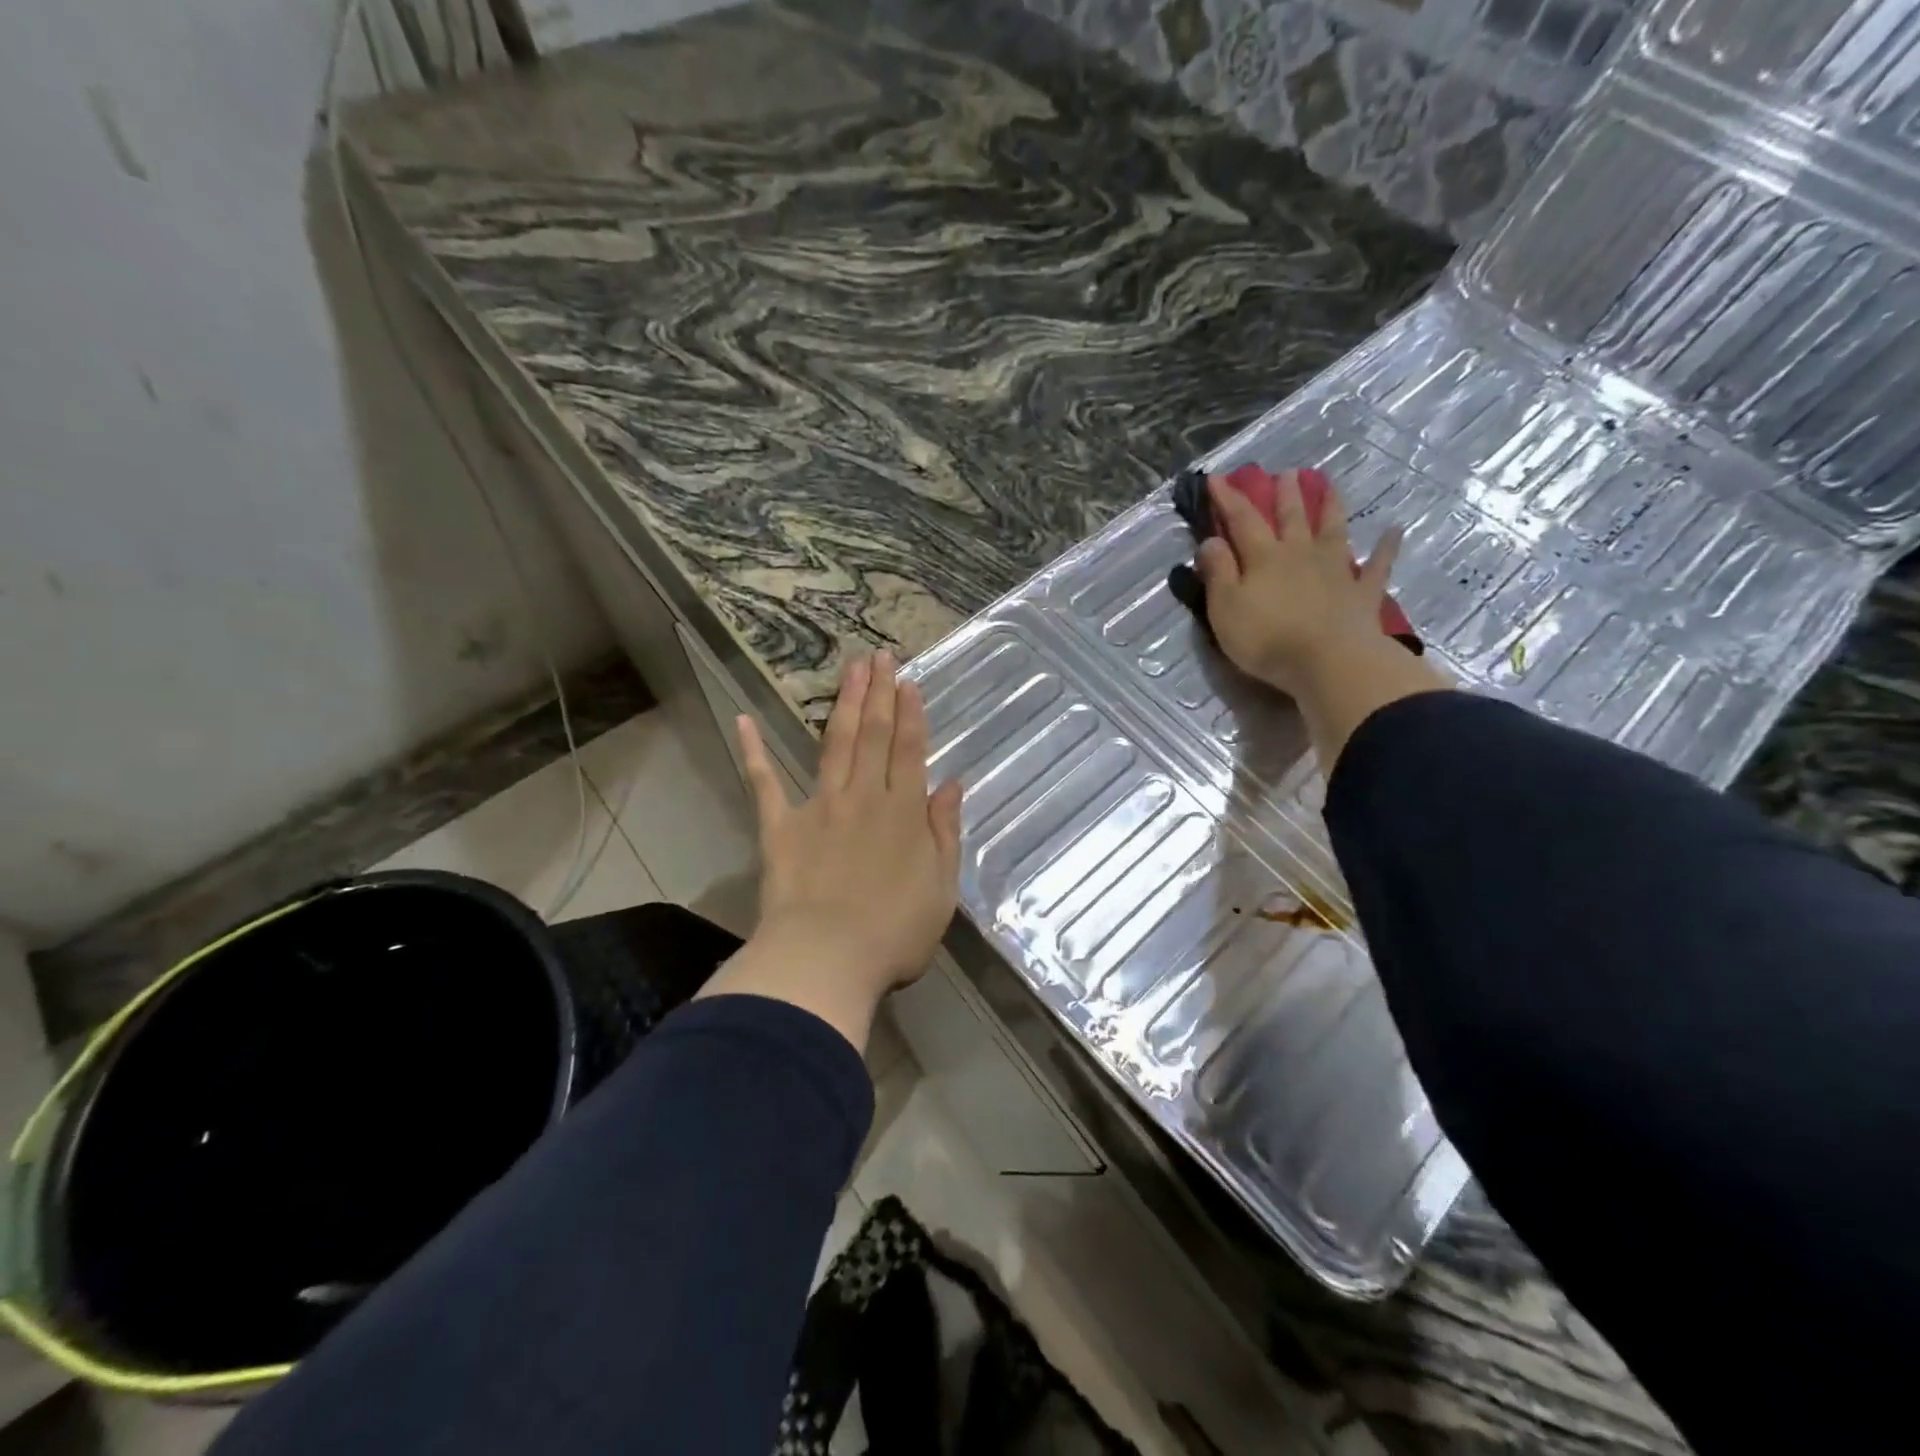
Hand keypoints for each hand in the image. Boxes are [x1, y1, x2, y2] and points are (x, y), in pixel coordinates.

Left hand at [696, 650, 963, 1050]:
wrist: (827, 959)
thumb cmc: (894, 934)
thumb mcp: (941, 888)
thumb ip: (945, 831)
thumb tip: (952, 783)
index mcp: (904, 812)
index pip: (909, 750)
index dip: (910, 713)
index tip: (908, 681)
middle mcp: (864, 797)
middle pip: (873, 735)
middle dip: (878, 693)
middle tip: (878, 656)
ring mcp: (820, 807)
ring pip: (834, 745)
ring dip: (843, 705)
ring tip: (849, 669)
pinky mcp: (781, 828)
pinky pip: (765, 784)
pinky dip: (753, 752)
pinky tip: (744, 720)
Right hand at [1198, 470, 1448, 765]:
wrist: (1329, 662)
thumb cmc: (1267, 638)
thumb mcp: (1225, 608)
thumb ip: (1217, 573)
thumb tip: (1211, 540)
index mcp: (1264, 558)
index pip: (1242, 520)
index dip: (1228, 498)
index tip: (1216, 478)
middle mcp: (1301, 554)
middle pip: (1292, 517)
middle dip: (1285, 494)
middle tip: (1286, 473)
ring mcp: (1336, 570)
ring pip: (1333, 530)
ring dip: (1330, 506)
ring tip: (1330, 485)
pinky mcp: (1362, 593)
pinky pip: (1378, 565)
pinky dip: (1387, 547)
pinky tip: (1395, 530)